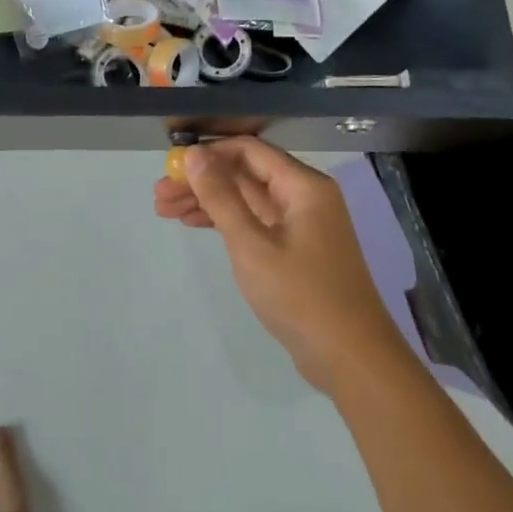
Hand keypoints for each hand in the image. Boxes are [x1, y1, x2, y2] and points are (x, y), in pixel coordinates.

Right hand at [155, 138, 404, 393]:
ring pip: (246, 199)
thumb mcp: (251, 244)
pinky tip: (194, 224)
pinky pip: (254, 221)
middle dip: (201, 181)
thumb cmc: (301, 296)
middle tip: (159, 195)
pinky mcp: (296, 249)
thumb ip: (220, 196)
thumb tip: (194, 154)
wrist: (353, 361)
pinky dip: (225, 222)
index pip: (248, 150)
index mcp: (303, 186)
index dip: (208, 154)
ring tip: (164, 211)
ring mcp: (302, 224)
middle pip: (244, 174)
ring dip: (207, 202)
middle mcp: (304, 196)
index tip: (171, 167)